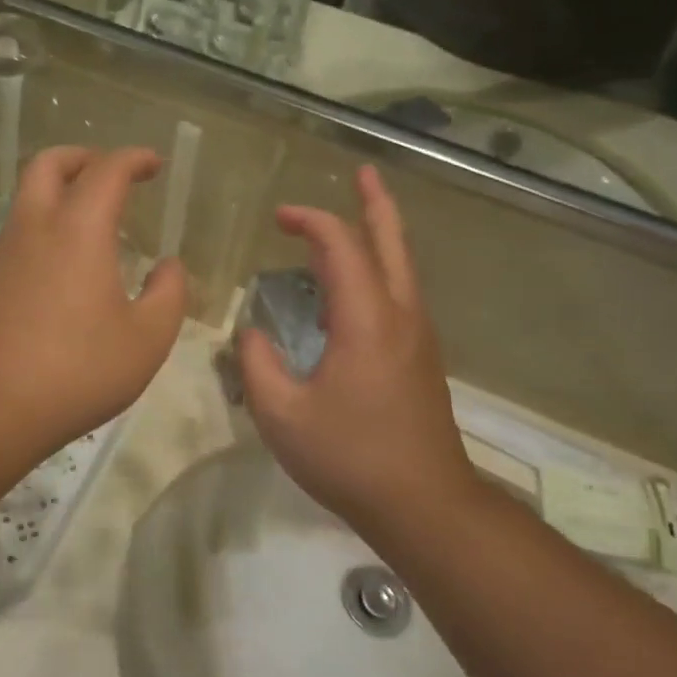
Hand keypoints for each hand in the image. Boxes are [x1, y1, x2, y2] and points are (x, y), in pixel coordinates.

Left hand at [0, 147, 187, 452]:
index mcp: (79, 229)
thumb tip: (169, 267)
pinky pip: (14, 238)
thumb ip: (169, 295)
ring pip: (25, 200)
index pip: (107, 170)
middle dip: (82, 157)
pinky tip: (56, 273)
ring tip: (87, 228)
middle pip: (48, 164)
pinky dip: (40, 233)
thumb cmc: (77, 370)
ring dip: (57, 196)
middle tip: (108, 174)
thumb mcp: (146, 340)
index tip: (153, 164)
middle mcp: (34, 228)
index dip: (134, 158)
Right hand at [238, 166, 479, 536]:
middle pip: (392, 242)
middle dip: (375, 203)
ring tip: (360, 217)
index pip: (341, 247)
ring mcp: (418, 337)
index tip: (279, 218)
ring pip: (403, 267)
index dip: (311, 222)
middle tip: (363, 173)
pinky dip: (380, 269)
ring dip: (381, 235)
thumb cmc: (349, 457)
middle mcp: (400, 316)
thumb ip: (257, 364)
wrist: (423, 503)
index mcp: (366, 320)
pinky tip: (356, 286)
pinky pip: (400, 294)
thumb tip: (253, 334)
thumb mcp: (282, 414)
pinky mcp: (421, 358)